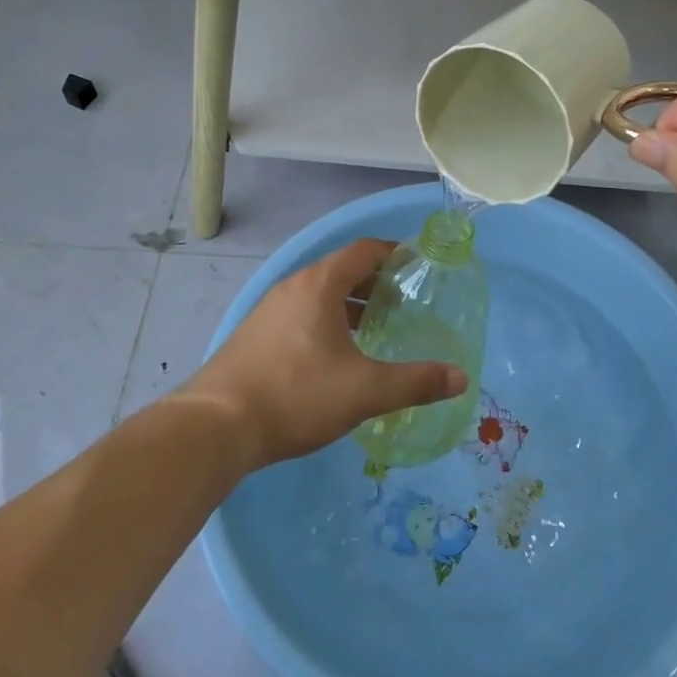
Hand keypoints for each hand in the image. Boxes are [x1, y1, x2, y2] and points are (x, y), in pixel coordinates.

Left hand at [184, 238, 466, 469]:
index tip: (418, 266)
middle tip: (405, 302)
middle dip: (376, 282)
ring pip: (319, 294)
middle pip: (341, 270)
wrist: (216, 426)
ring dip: (350, 304)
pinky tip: (336, 356)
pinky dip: (327, 321)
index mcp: (320, 284)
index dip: (394, 253)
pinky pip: (301, 314)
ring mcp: (269, 310)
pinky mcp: (255, 335)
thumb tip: (460, 378)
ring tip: (377, 329)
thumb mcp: (364, 391)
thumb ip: (415, 383)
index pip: (363, 250)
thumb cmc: (296, 395)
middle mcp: (293, 287)